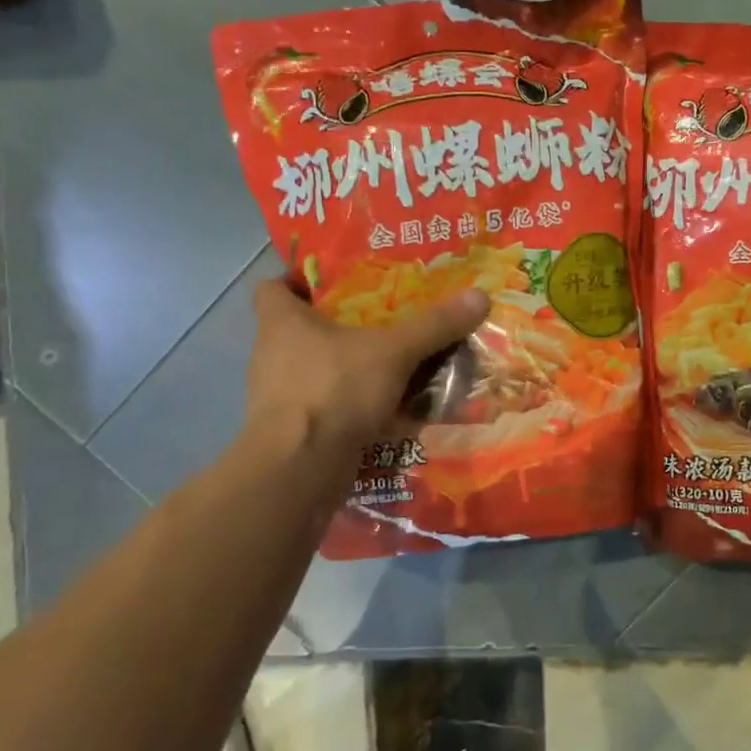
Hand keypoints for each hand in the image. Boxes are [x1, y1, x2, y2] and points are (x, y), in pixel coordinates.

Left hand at [232, 279, 490, 503]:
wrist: (300, 470)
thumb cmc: (335, 390)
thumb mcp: (394, 352)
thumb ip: (434, 326)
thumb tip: (480, 296)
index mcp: (281, 322)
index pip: (272, 287)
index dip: (298, 280)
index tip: (334, 282)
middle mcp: (270, 354)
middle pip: (299, 328)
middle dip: (336, 323)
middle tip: (380, 318)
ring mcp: (278, 395)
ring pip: (314, 368)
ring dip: (345, 366)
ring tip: (388, 362)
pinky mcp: (292, 430)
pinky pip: (324, 404)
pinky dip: (348, 403)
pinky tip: (383, 405)